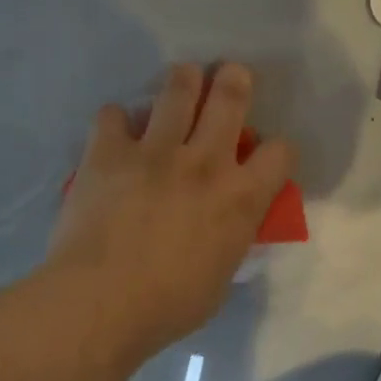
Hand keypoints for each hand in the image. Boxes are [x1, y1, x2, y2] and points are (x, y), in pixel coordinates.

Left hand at [46, 63, 295, 363]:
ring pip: (178, 90)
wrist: (100, 304)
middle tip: (231, 74)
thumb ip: (231, 237)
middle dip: (235, 78)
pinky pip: (113, 115)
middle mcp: (205, 161)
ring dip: (184, 80)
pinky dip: (117, 120)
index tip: (266, 154)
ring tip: (184, 80)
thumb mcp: (222, 276)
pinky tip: (116, 132)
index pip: (280, 151)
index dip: (278, 148)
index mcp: (241, 196)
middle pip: (230, 97)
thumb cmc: (169, 305)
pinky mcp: (109, 152)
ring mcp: (155, 151)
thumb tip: (229, 225)